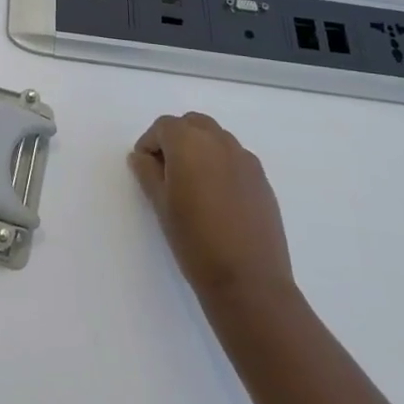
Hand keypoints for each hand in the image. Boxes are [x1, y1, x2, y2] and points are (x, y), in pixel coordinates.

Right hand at [129, 113, 293, 305]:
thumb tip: (141, 156)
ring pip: (216, 137)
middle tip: (166, 171)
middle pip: (192, 123)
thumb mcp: (161, 206)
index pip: (164, 126)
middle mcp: (219, 141)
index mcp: (189, 143)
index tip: (145, 168)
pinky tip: (217, 197)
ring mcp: (245, 158)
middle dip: (176, 139)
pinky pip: (235, 157)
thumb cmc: (194, 241)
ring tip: (192, 185)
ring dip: (199, 148)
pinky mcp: (261, 178)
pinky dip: (220, 163)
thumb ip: (147, 173)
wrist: (248, 280)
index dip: (150, 143)